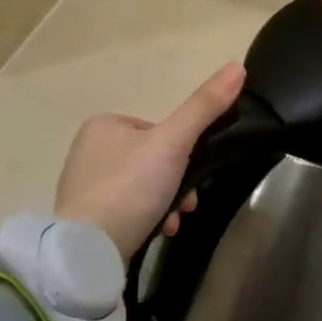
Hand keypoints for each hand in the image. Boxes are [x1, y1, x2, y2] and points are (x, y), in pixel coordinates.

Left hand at [54, 64, 244, 257]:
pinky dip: (146, 218)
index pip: (158, 130)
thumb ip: (204, 107)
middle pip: (152, 160)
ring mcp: (84, 186)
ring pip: (142, 187)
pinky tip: (156, 233)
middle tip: (188, 204)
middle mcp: (88, 150)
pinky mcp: (85, 218)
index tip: (194, 174)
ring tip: (172, 223)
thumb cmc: (130, 188)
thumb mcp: (174, 142)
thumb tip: (237, 67)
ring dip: (165, 203)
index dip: (182, 152)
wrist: (88, 252)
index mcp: (103, 125)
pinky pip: (126, 210)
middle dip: (176, 183)